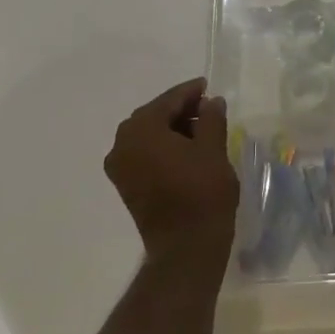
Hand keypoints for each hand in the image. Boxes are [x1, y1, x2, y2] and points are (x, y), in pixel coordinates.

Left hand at [104, 78, 238, 257]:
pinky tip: (187, 150)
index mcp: (141, 130)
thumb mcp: (213, 149)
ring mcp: (121, 167)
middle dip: (180, 110)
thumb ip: (211, 118)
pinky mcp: (126, 185)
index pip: (168, 100)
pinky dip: (163, 146)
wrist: (186, 246)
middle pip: (154, 116)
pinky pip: (144, 153)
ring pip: (148, 135)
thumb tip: (211, 102)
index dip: (190, 92)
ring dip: (172, 128)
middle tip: (208, 108)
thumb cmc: (202, 192)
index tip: (208, 87)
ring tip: (202, 130)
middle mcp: (122, 144)